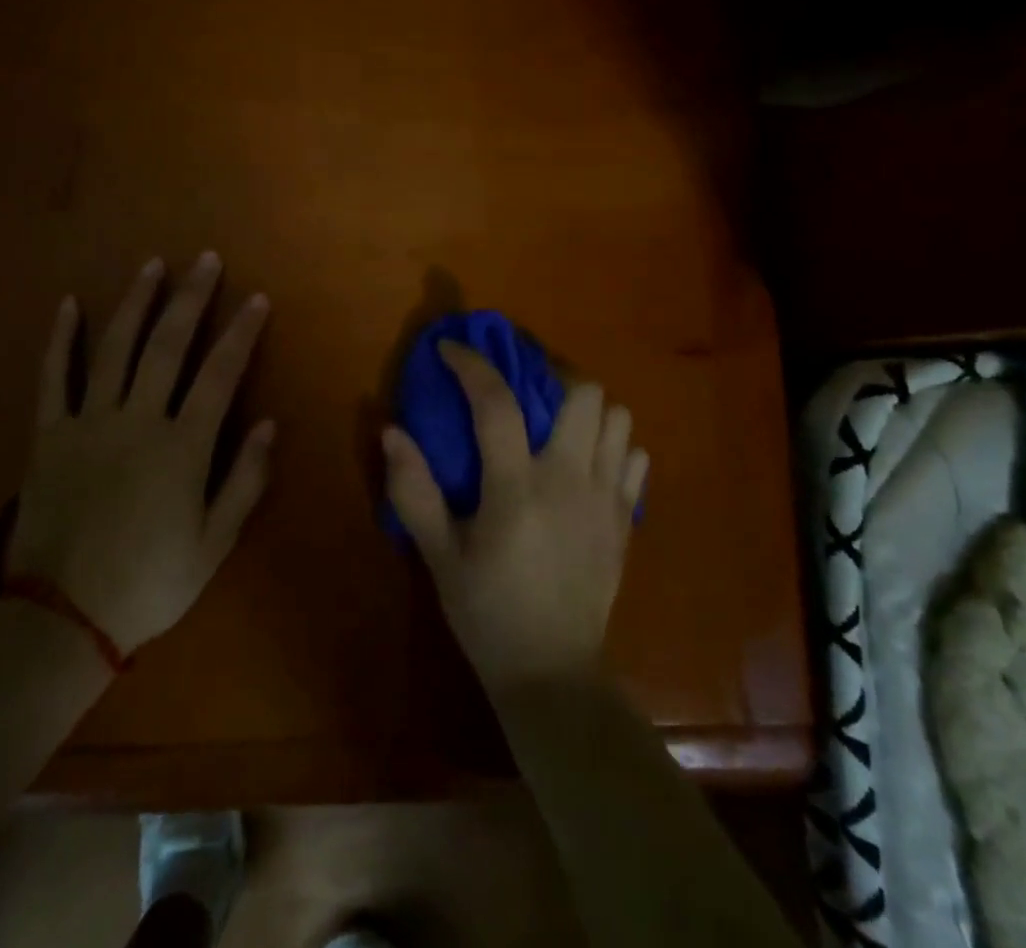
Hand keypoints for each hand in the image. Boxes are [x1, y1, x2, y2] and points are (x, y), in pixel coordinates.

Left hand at [5, 253, 272, 654]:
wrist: (61, 620)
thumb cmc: (148, 584)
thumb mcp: (213, 544)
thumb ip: (244, 480)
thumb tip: (270, 424)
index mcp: (182, 447)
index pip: (220, 374)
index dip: (241, 333)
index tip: (256, 298)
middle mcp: (138, 420)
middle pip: (168, 345)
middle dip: (191, 298)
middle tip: (206, 259)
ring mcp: (88, 422)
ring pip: (114, 348)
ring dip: (136, 302)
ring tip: (152, 265)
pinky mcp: (48, 434)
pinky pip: (53, 377)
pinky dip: (60, 339)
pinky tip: (68, 304)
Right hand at [384, 341, 647, 695]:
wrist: (553, 675)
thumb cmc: (487, 613)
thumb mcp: (439, 556)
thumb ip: (414, 491)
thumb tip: (391, 430)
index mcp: (516, 489)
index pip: (496, 403)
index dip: (472, 365)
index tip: (449, 349)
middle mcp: (569, 481)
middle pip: (584, 393)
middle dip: (550, 377)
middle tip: (522, 389)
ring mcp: (607, 499)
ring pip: (618, 418)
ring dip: (586, 409)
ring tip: (554, 422)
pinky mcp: (627, 519)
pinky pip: (634, 457)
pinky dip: (612, 445)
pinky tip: (584, 462)